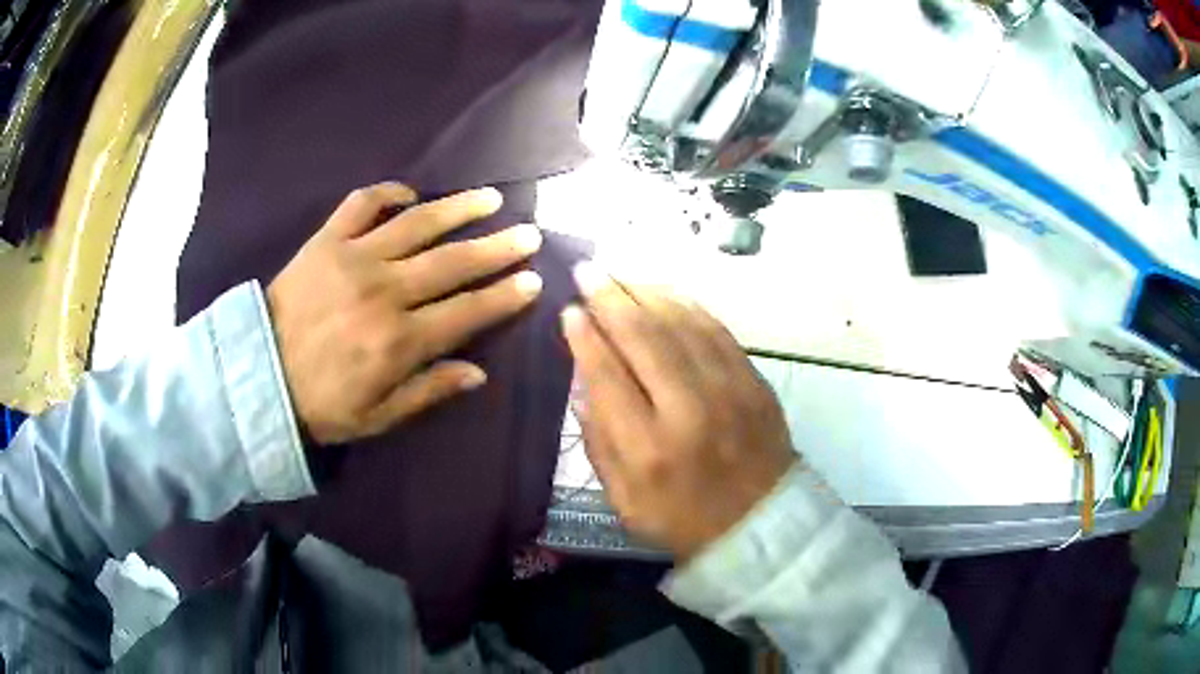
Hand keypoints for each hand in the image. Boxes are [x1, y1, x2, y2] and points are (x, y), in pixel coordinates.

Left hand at [267, 183, 542, 444]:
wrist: (256, 375)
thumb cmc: (319, 404)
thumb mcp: (377, 417)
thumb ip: (428, 392)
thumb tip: (478, 373)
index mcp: (400, 340)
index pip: (468, 311)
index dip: (504, 296)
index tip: (533, 280)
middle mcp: (385, 290)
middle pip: (453, 262)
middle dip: (497, 248)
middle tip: (529, 233)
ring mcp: (355, 257)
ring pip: (418, 224)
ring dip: (459, 208)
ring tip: (491, 198)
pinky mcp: (326, 239)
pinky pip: (361, 203)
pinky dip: (387, 192)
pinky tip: (409, 193)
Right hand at [562, 263, 796, 559]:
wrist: (760, 524)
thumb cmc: (682, 518)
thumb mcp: (623, 500)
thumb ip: (598, 441)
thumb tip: (583, 380)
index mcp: (648, 449)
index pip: (607, 376)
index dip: (585, 337)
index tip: (569, 310)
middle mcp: (688, 411)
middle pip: (643, 338)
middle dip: (610, 298)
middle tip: (587, 270)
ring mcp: (728, 391)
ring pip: (681, 324)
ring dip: (646, 292)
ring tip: (620, 273)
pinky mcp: (754, 381)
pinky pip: (717, 330)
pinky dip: (687, 305)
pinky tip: (666, 292)